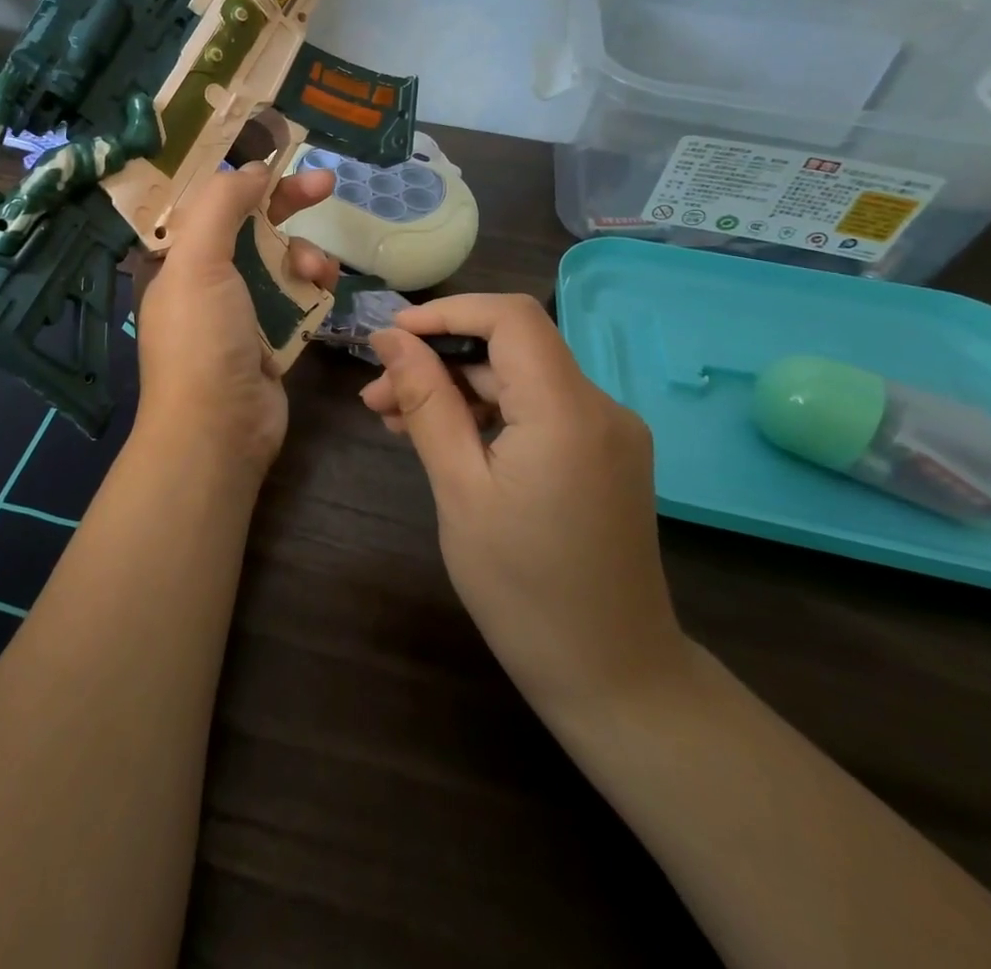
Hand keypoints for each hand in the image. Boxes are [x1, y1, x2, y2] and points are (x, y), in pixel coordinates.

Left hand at [132, 164, 338, 480]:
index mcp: (178, 260)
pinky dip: (313, 287)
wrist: (220, 429)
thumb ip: (222, 204)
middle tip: (326, 183)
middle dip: (287, 203)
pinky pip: (297, 296)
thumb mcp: (198, 261)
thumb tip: (252, 168)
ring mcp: (240, 310)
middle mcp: (206, 280)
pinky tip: (326, 287)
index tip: (278, 156)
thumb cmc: (202, 339)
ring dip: (305, 254)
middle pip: (250, 226)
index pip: (209, 204)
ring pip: (281, 260)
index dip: (241, 177)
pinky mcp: (271, 337)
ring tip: (317, 270)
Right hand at [361, 293, 690, 724]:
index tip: (390, 336)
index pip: (509, 318)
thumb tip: (390, 338)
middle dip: (438, 360)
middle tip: (376, 395)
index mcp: (567, 410)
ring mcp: (608, 431)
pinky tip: (444, 440)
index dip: (446, 312)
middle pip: (510, 349)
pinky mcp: (604, 455)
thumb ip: (427, 402)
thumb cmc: (523, 589)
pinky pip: (539, 411)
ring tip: (395, 420)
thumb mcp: (459, 489)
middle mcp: (599, 406)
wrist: (613, 678)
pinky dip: (489, 414)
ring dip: (457, 389)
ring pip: (520, 379)